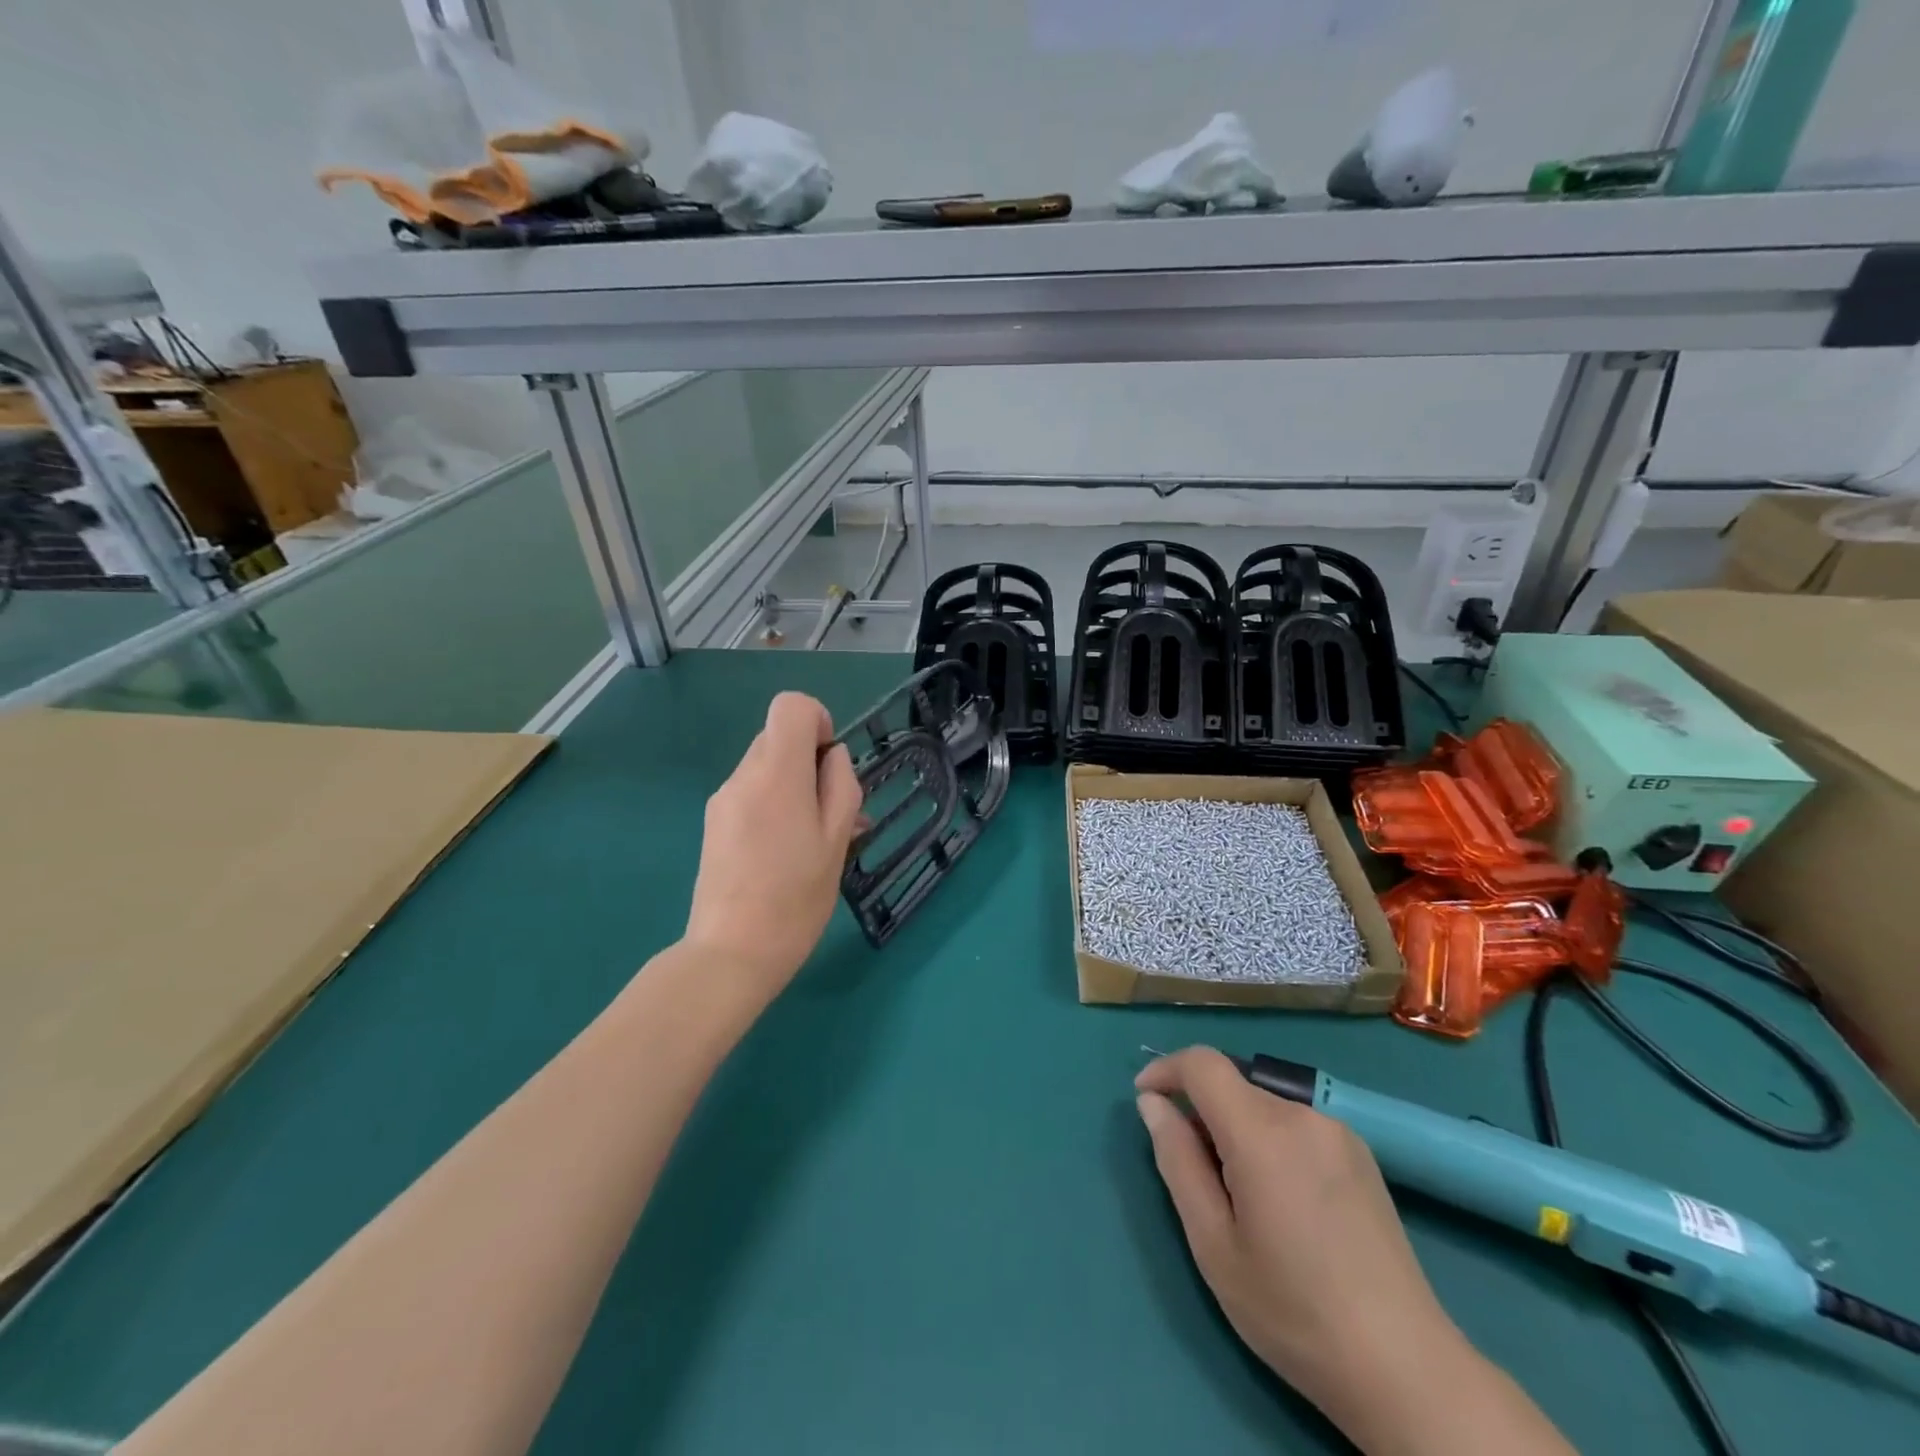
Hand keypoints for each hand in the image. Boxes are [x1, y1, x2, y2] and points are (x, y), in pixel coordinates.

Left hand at [684, 692, 862, 1002]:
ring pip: (765, 768)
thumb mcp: (837, 840)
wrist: (731, 953)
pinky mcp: (713, 824)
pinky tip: (787, 852)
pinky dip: (774, 806)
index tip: (830, 763)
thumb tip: (832, 756)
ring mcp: (722, 800)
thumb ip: (840, 786)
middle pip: (778, 737)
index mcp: (776, 773)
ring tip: (815, 840)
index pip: (790, 706)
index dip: (818, 721)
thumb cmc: (796, 898)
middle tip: (833, 812)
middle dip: (809, 762)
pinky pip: (751, 794)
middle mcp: (742, 776)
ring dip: (794, 787)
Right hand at [1134, 1048, 1459, 1413]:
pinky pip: (1294, 1123)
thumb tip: (1152, 1104)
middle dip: (1200, 1111)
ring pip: (1263, 1104)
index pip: (1203, 1063)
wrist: (1405, 1369)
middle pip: (1232, 1085)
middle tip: (1193, 1174)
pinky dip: (1269, 1139)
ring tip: (1238, 1196)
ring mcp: (1338, 1131)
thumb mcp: (1213, 1243)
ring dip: (1235, 1127)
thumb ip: (1177, 1161)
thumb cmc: (1293, 1311)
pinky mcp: (1361, 1153)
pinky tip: (1280, 1200)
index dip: (1166, 1069)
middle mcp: (1303, 1115)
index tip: (1145, 1099)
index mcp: (1263, 1133)